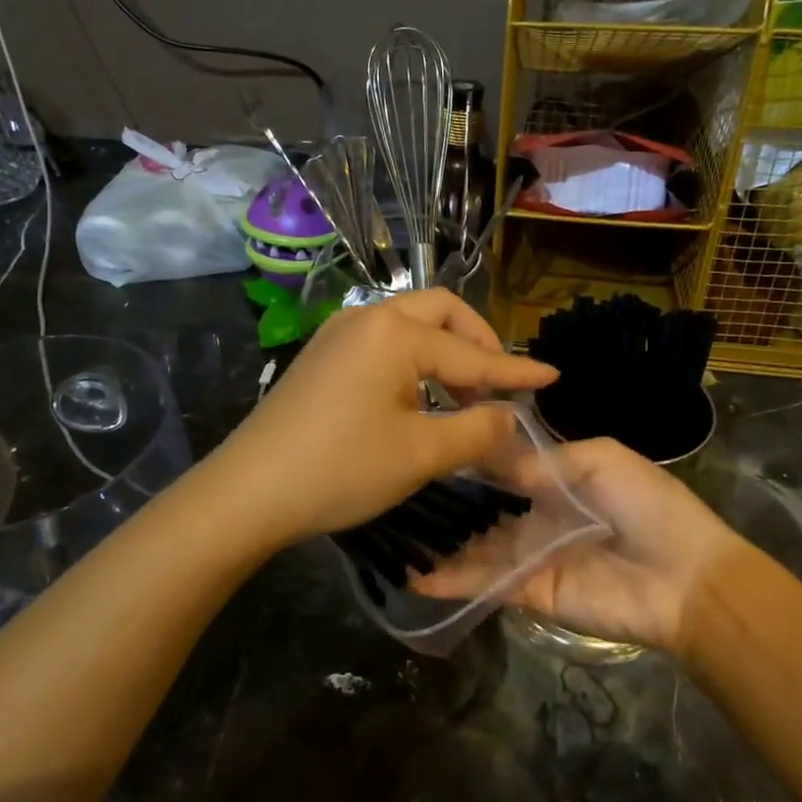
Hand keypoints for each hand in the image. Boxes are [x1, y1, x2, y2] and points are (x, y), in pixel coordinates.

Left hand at [209, 289, 556, 547]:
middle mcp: (367, 317)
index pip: (472, 351)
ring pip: (409, 323)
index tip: (552, 376)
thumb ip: (475, 431)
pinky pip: (383, 340)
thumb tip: (508, 417)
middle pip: (440, 311)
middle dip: (477, 340)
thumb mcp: (420, 455)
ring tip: (463, 393)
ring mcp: (338, 333)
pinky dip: (414, 357)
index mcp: (395, 333)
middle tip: (498, 380)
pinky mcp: (321, 355)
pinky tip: (419, 394)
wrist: (249, 490)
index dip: (515, 370)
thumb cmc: (341, 468)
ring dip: (444, 349)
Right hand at [414, 437, 754, 654]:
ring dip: (440, 543)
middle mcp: (537, 516)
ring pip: (475, 546)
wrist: (686, 578)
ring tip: (393, 532)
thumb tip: (494, 461)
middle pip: (483, 508)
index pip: (502, 468)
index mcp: (557, 479)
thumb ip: (544, 459)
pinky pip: (486, 583)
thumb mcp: (602, 459)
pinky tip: (415, 574)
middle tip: (397, 492)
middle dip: (446, 502)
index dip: (469, 461)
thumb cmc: (649, 505)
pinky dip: (452, 581)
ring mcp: (531, 556)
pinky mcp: (530, 593)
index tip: (428, 448)